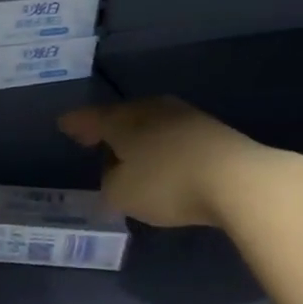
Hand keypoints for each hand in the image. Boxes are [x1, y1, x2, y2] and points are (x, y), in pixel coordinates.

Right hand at [58, 96, 302, 227]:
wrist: (239, 179)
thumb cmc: (168, 183)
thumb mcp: (122, 194)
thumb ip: (111, 183)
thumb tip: (117, 174)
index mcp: (122, 120)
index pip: (90, 118)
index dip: (76, 124)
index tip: (64, 125)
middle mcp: (151, 109)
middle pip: (122, 116)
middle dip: (107, 128)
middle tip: (94, 139)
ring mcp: (185, 116)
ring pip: (150, 123)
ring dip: (137, 137)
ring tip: (128, 152)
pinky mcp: (212, 131)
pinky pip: (173, 135)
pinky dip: (161, 145)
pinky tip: (162, 159)